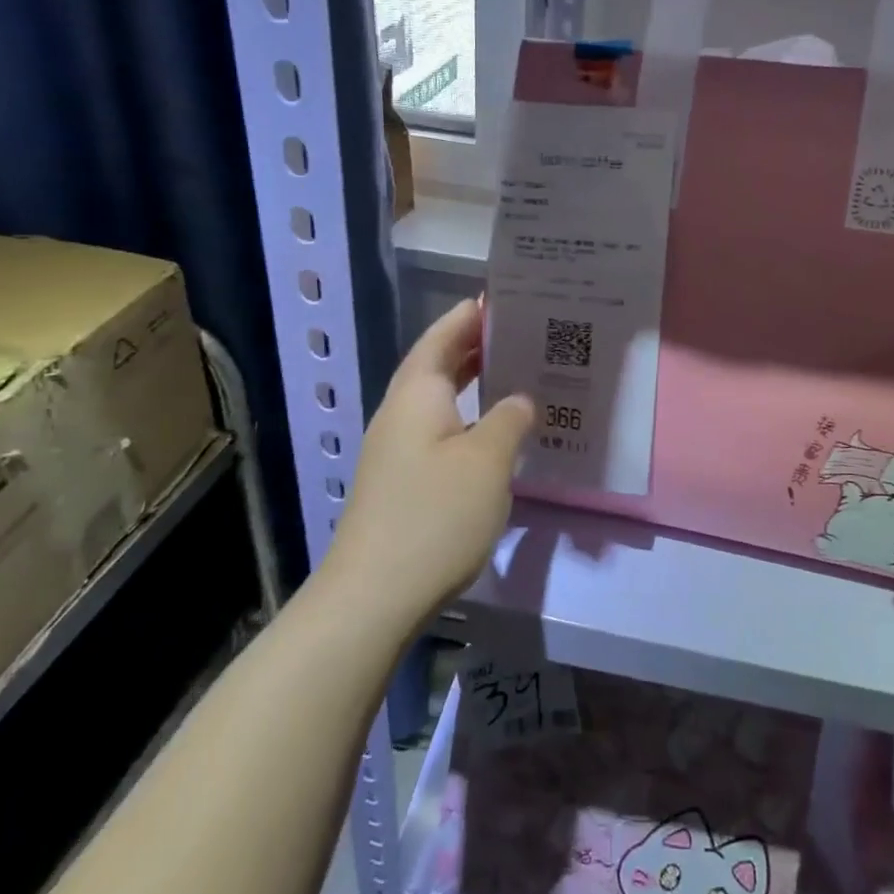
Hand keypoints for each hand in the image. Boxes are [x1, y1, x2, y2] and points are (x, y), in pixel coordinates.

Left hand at [325, 299, 533, 626]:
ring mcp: (396, 450)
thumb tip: (519, 401)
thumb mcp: (487, 461)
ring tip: (512, 373)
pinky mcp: (401, 481)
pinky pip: (438, 430)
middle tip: (519, 333)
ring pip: (437, 400)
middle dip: (473, 346)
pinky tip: (491, 432)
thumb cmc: (436, 515)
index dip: (468, 317)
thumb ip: (509, 420)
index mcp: (417, 395)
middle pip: (436, 365)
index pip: (441, 338)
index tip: (500, 299)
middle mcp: (400, 414)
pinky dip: (465, 417)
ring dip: (470, 383)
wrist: (374, 594)